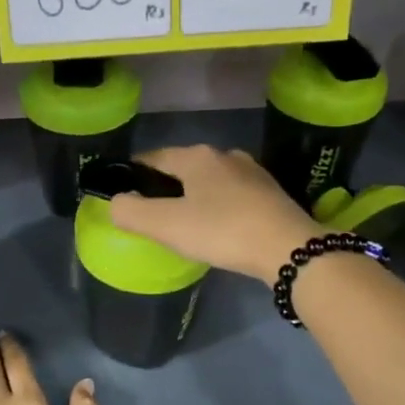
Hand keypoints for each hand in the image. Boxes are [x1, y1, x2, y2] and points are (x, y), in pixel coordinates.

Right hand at [109, 146, 321, 286]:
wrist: (289, 249)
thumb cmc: (222, 231)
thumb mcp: (166, 225)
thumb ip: (131, 212)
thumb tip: (115, 202)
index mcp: (196, 156)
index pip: (154, 158)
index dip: (134, 174)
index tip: (123, 193)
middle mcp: (225, 155)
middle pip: (183, 168)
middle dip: (166, 187)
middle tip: (152, 215)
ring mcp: (252, 172)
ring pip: (210, 182)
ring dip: (194, 197)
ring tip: (184, 223)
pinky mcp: (271, 194)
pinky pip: (232, 196)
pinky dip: (219, 208)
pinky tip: (219, 228)